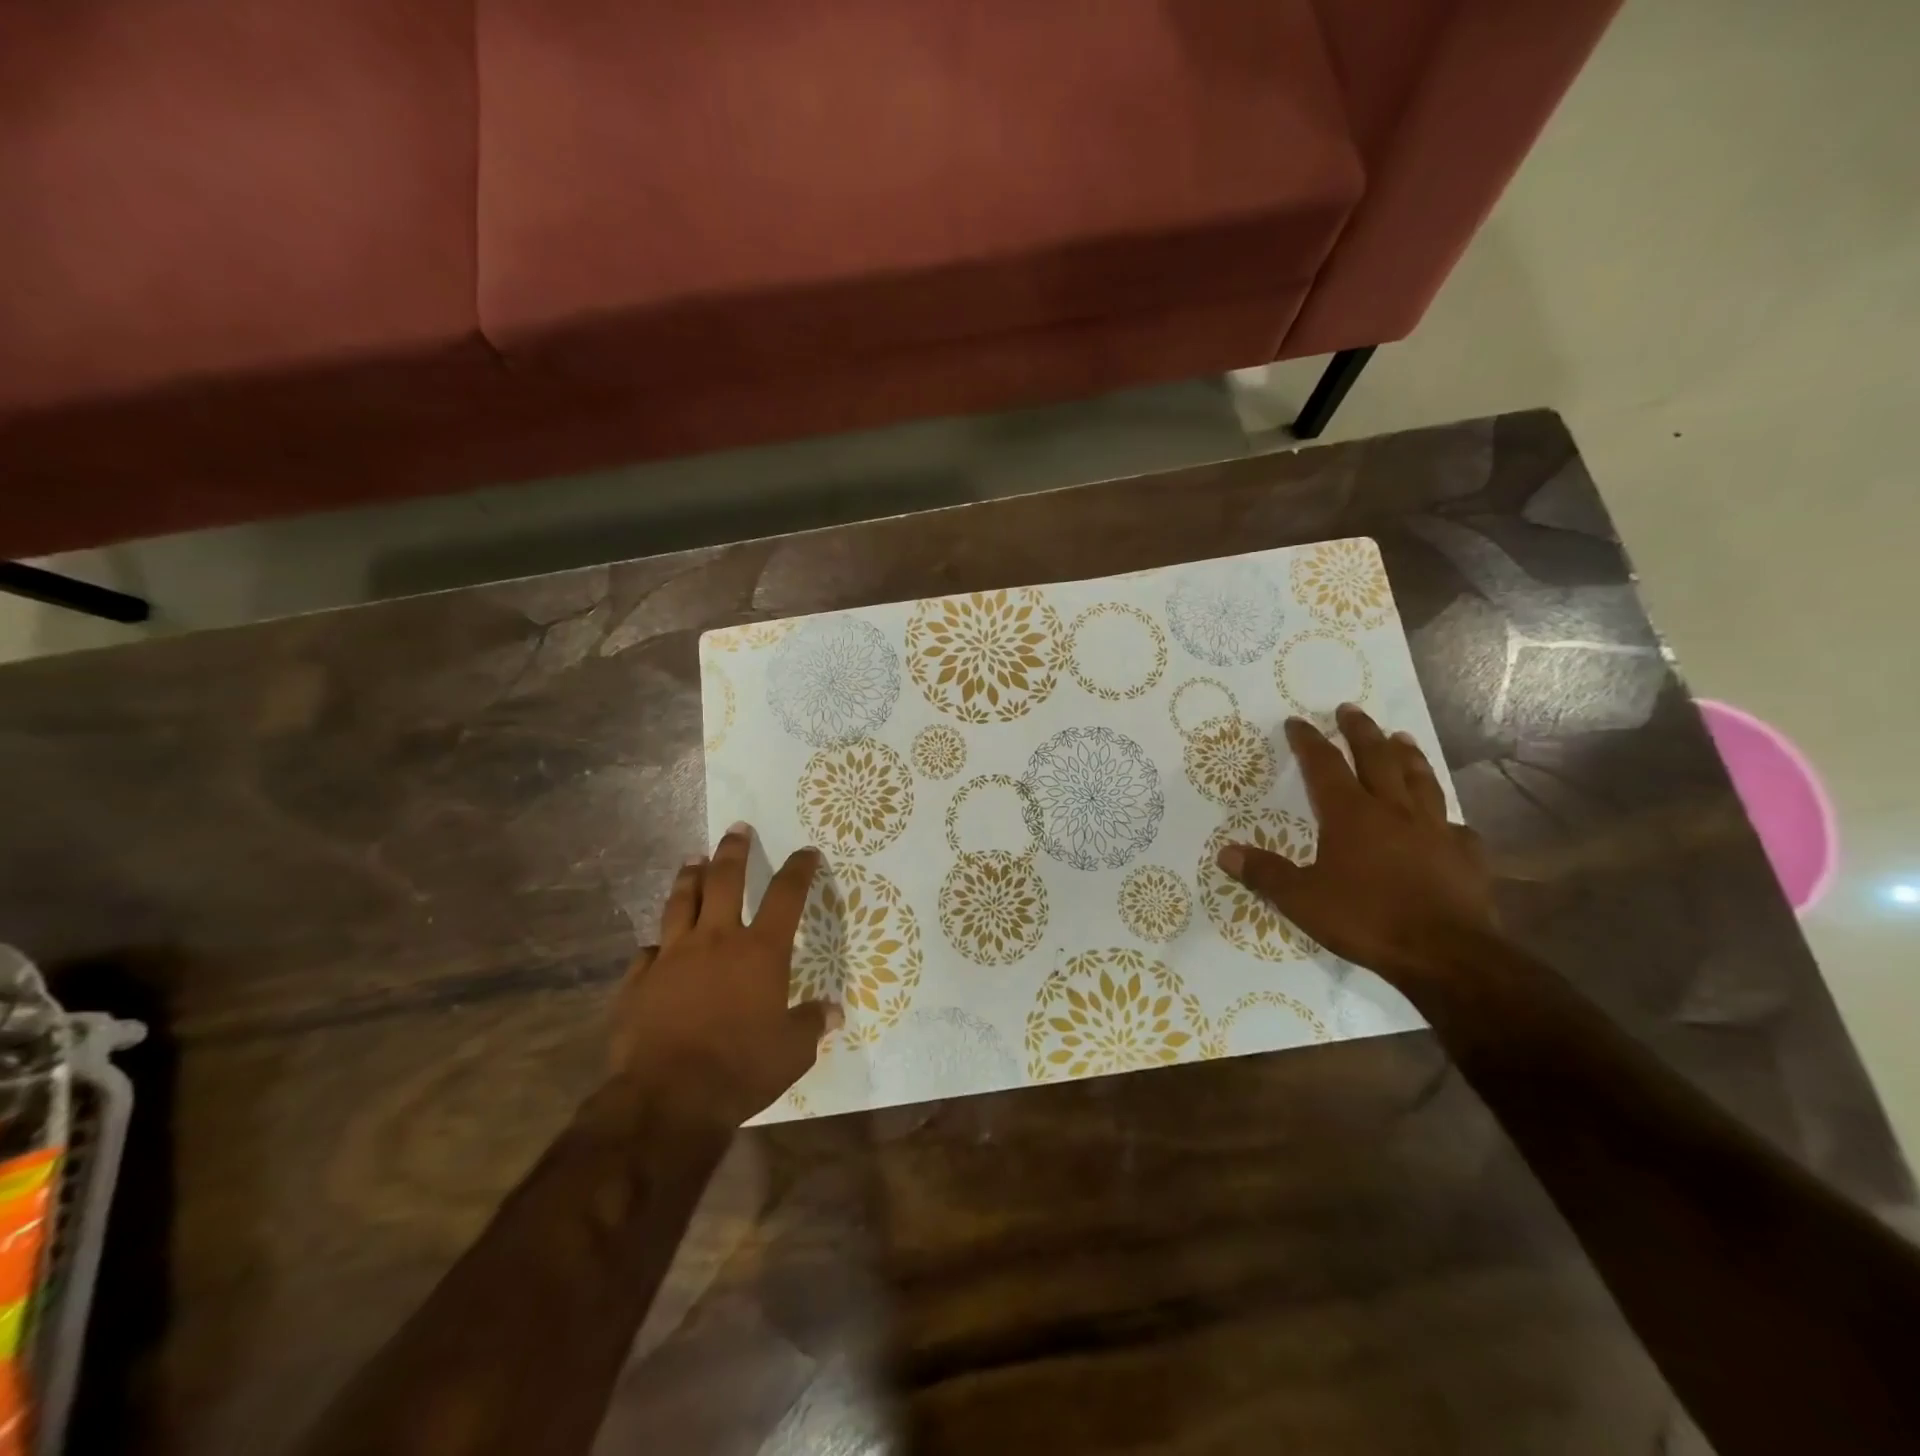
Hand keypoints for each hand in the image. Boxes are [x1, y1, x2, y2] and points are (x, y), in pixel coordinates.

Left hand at [610, 823, 838, 1126]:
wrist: (667, 1097)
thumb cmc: (741, 1068)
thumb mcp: (792, 1052)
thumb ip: (811, 1025)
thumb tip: (833, 1013)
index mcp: (760, 951)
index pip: (786, 895)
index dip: (799, 869)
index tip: (806, 852)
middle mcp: (717, 940)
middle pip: (725, 879)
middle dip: (734, 850)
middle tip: (736, 829)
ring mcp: (673, 956)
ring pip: (681, 902)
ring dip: (689, 877)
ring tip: (692, 860)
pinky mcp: (639, 980)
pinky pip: (648, 951)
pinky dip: (658, 943)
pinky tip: (658, 944)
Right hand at [1216, 704, 1494, 982]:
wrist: (1446, 954)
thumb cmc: (1367, 920)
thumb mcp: (1302, 900)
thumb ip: (1265, 873)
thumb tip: (1225, 853)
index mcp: (1351, 815)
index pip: (1324, 765)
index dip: (1309, 741)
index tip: (1297, 722)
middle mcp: (1394, 811)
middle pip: (1377, 758)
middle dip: (1361, 731)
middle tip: (1350, 709)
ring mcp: (1435, 829)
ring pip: (1421, 780)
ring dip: (1408, 755)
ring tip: (1401, 737)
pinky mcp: (1466, 854)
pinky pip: (1455, 825)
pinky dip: (1445, 815)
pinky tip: (1446, 820)